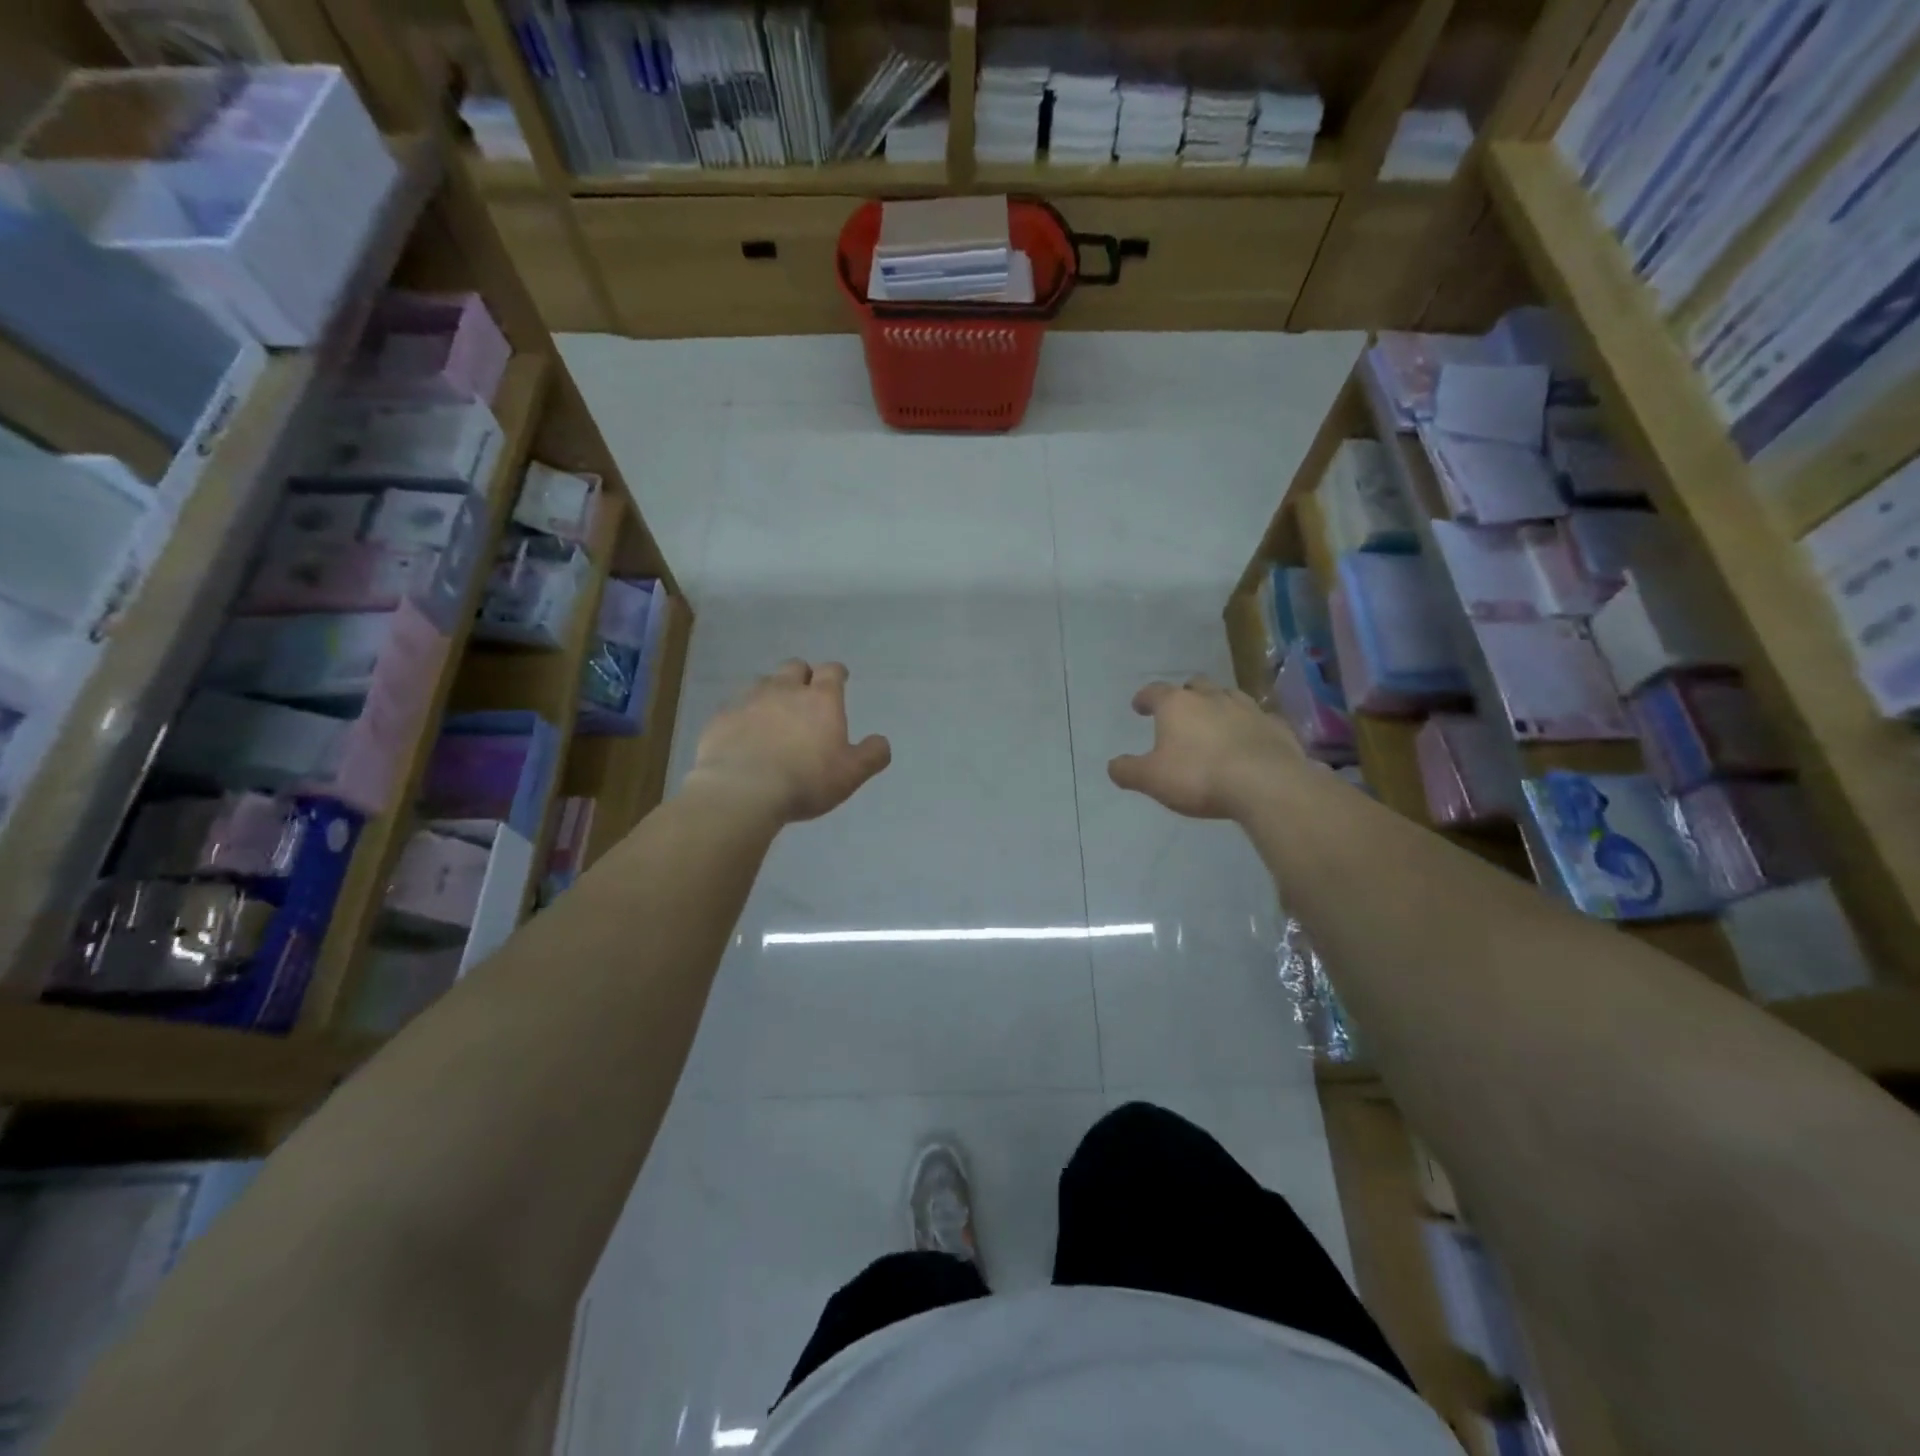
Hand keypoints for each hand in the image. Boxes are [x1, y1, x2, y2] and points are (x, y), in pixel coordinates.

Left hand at [687, 660, 891, 824]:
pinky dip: (743, 715)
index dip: (836, 673)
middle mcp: (785, 690)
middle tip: (805, 695)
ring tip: (773, 714)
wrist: (742, 790)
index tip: (839, 679)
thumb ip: (871, 755)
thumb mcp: (850, 774)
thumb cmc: (805, 780)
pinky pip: (735, 707)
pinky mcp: (721, 717)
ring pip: (762, 682)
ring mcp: (749, 700)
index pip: (832, 671)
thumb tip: (881, 741)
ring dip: (771, 692)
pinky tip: (744, 734)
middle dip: (802, 676)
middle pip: (794, 667)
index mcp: (821, 699)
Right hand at [1107, 676, 1304, 819]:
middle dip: (1185, 695)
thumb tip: (1112, 765)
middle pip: (1195, 685)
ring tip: (1214, 721)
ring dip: (1218, 704)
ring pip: (1229, 696)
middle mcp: (1211, 697)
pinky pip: (1259, 719)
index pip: (1154, 691)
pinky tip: (1249, 739)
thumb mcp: (1151, 779)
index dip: (1144, 698)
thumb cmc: (1198, 776)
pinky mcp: (1276, 725)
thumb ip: (1128, 770)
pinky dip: (1250, 725)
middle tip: (1180, 711)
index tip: (1139, 707)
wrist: (1265, 784)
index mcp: (1177, 705)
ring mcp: (1248, 708)